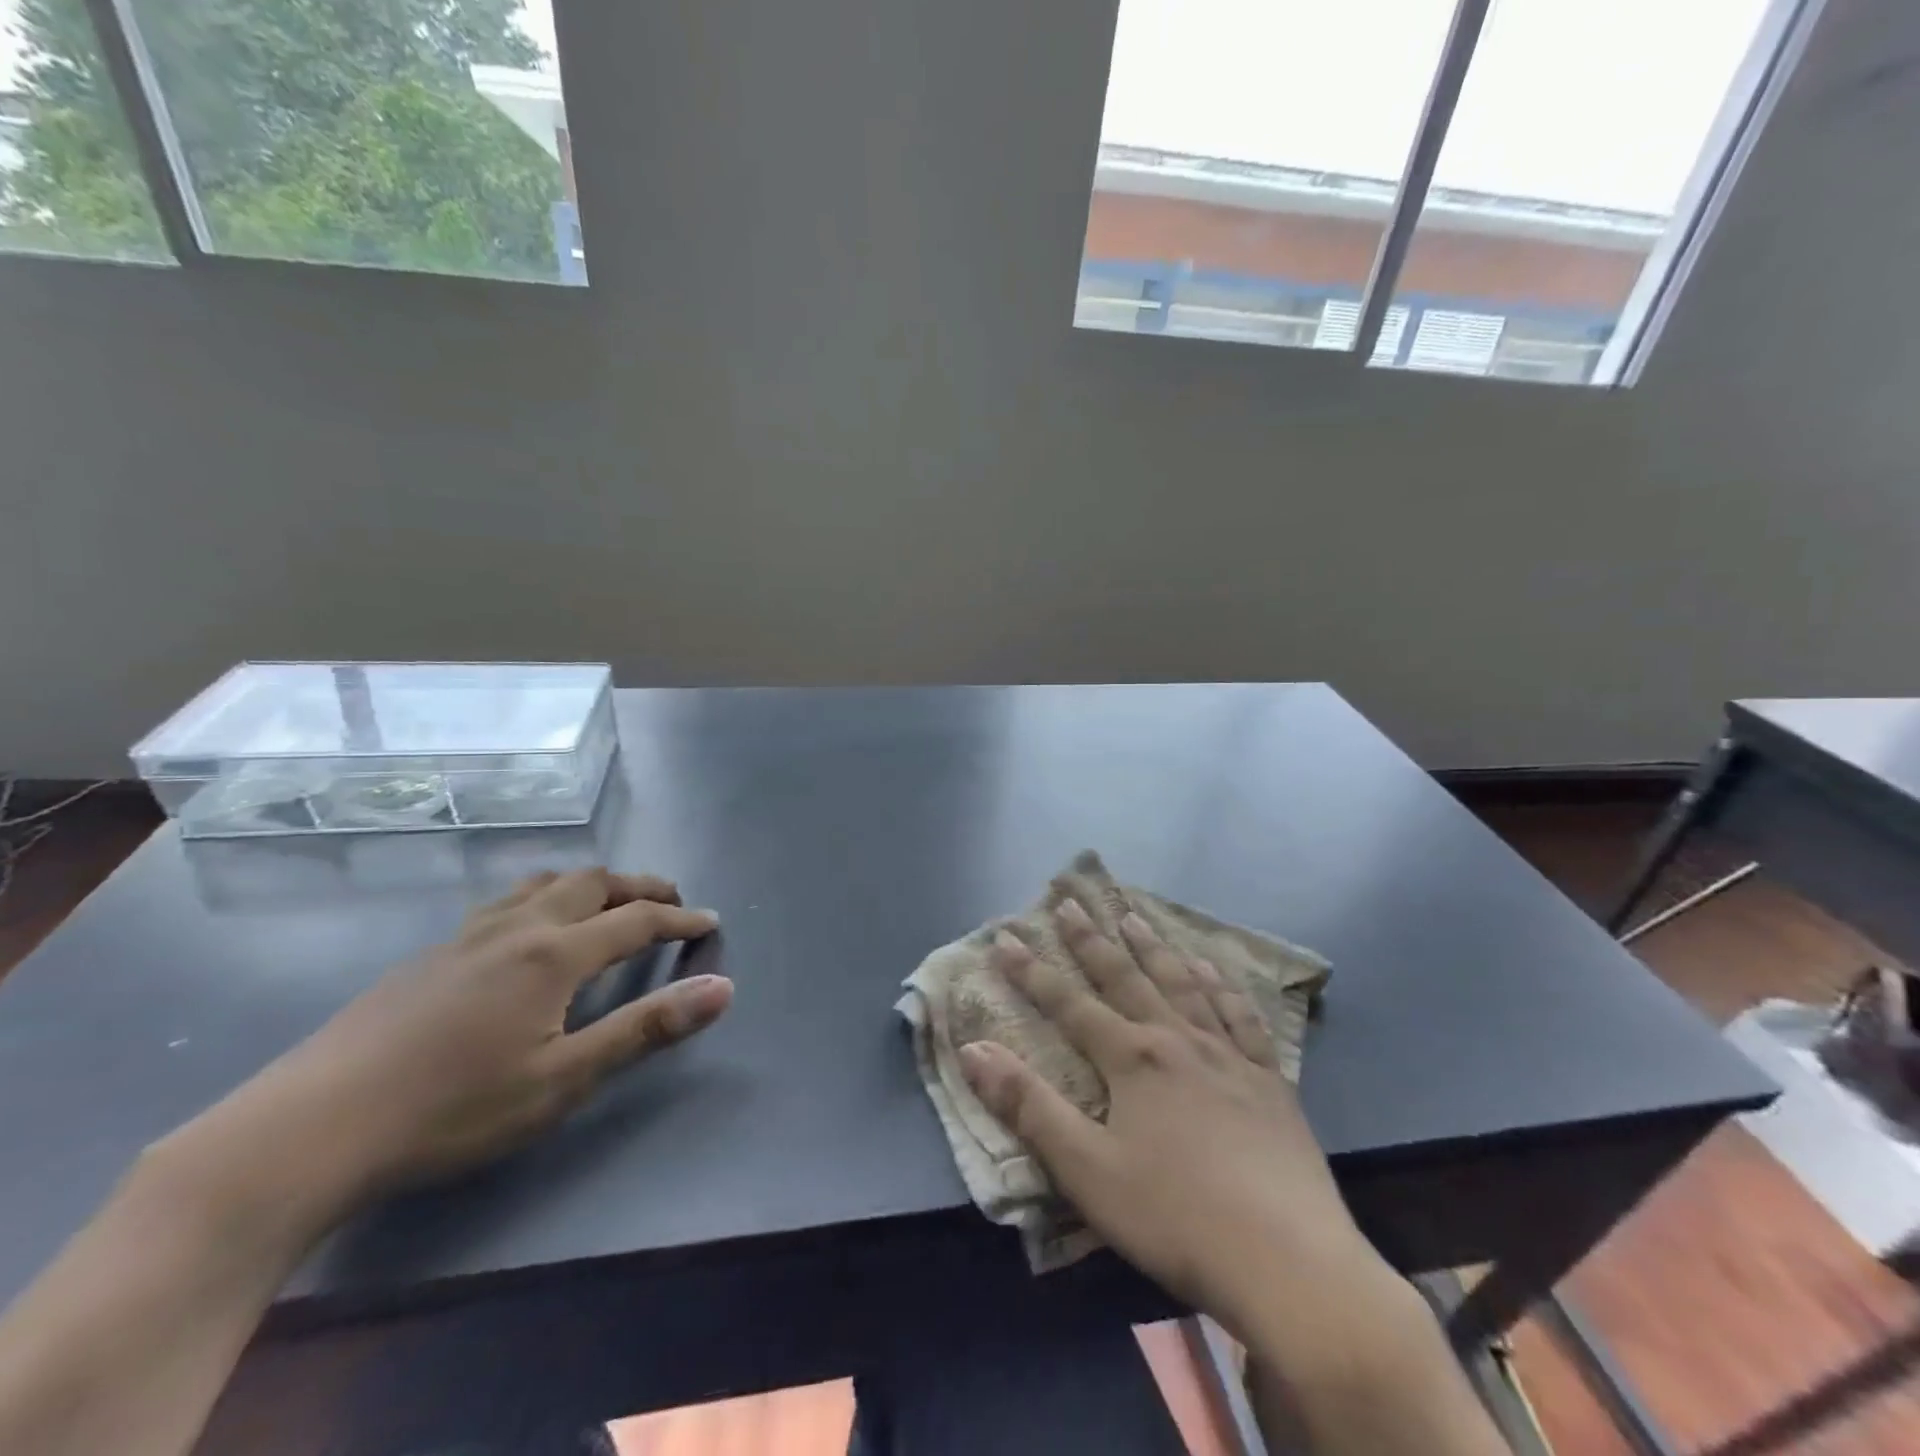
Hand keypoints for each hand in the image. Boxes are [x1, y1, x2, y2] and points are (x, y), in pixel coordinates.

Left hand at [169, 868, 730, 1224]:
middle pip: (592, 883)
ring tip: (606, 903)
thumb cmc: (452, 1110)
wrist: (307, 1131)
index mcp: (554, 953)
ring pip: (542, 883)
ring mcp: (466, 935)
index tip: (709, 920)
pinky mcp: (429, 954)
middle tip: (668, 901)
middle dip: (639, 886)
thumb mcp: (564, 1080)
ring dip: (588, 884)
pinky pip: (505, 902)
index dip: (679, 918)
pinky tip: (527, 934)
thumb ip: (646, 1028)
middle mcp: (516, 927)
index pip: (636, 920)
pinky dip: (543, 898)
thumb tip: (723, 987)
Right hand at [958, 899, 1377, 1333]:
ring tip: (1134, 918)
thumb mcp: (1086, 1170)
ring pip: (1183, 985)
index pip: (1069, 1004)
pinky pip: (1241, 1017)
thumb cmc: (1175, 1217)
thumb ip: (1028, 1107)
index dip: (1032, 972)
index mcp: (1132, 1059)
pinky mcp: (1270, 1081)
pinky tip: (1213, 970)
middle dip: (1091, 941)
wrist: (1290, 1262)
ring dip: (1153, 949)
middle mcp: (1178, 1040)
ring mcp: (1229, 1056)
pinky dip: (1221, 987)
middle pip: (1126, 978)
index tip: (1005, 938)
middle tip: (1071, 902)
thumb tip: (972, 1050)